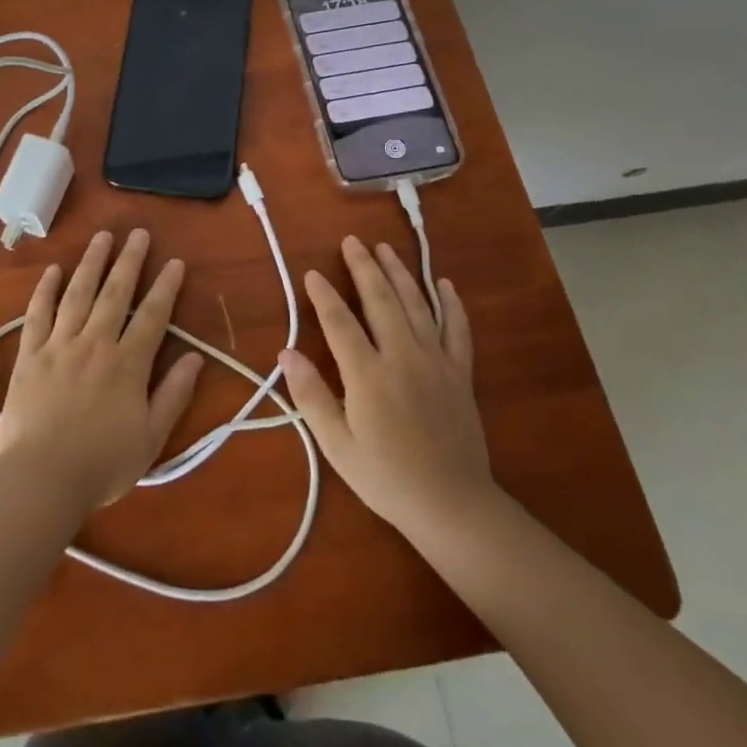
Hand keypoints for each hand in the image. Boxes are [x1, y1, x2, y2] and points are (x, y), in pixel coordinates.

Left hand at [0, 229, 204, 512]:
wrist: (42, 479)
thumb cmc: (102, 464)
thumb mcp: (152, 438)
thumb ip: (174, 394)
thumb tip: (195, 357)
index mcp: (127, 364)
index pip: (152, 315)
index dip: (165, 287)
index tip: (174, 262)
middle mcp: (95, 343)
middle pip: (115, 293)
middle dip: (129, 260)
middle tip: (138, 233)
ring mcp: (59, 345)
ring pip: (78, 293)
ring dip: (91, 262)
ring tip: (102, 237)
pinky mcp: (30, 354)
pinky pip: (37, 314)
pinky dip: (46, 290)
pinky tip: (54, 270)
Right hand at [278, 236, 493, 542]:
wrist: (453, 505)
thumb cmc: (386, 478)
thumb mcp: (337, 445)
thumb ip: (311, 396)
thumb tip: (285, 353)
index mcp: (368, 375)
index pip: (340, 322)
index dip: (324, 295)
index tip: (312, 273)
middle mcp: (402, 356)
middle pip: (380, 301)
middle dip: (363, 268)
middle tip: (352, 241)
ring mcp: (436, 361)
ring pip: (416, 305)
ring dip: (399, 273)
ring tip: (385, 248)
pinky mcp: (460, 373)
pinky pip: (457, 329)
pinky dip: (450, 304)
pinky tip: (443, 283)